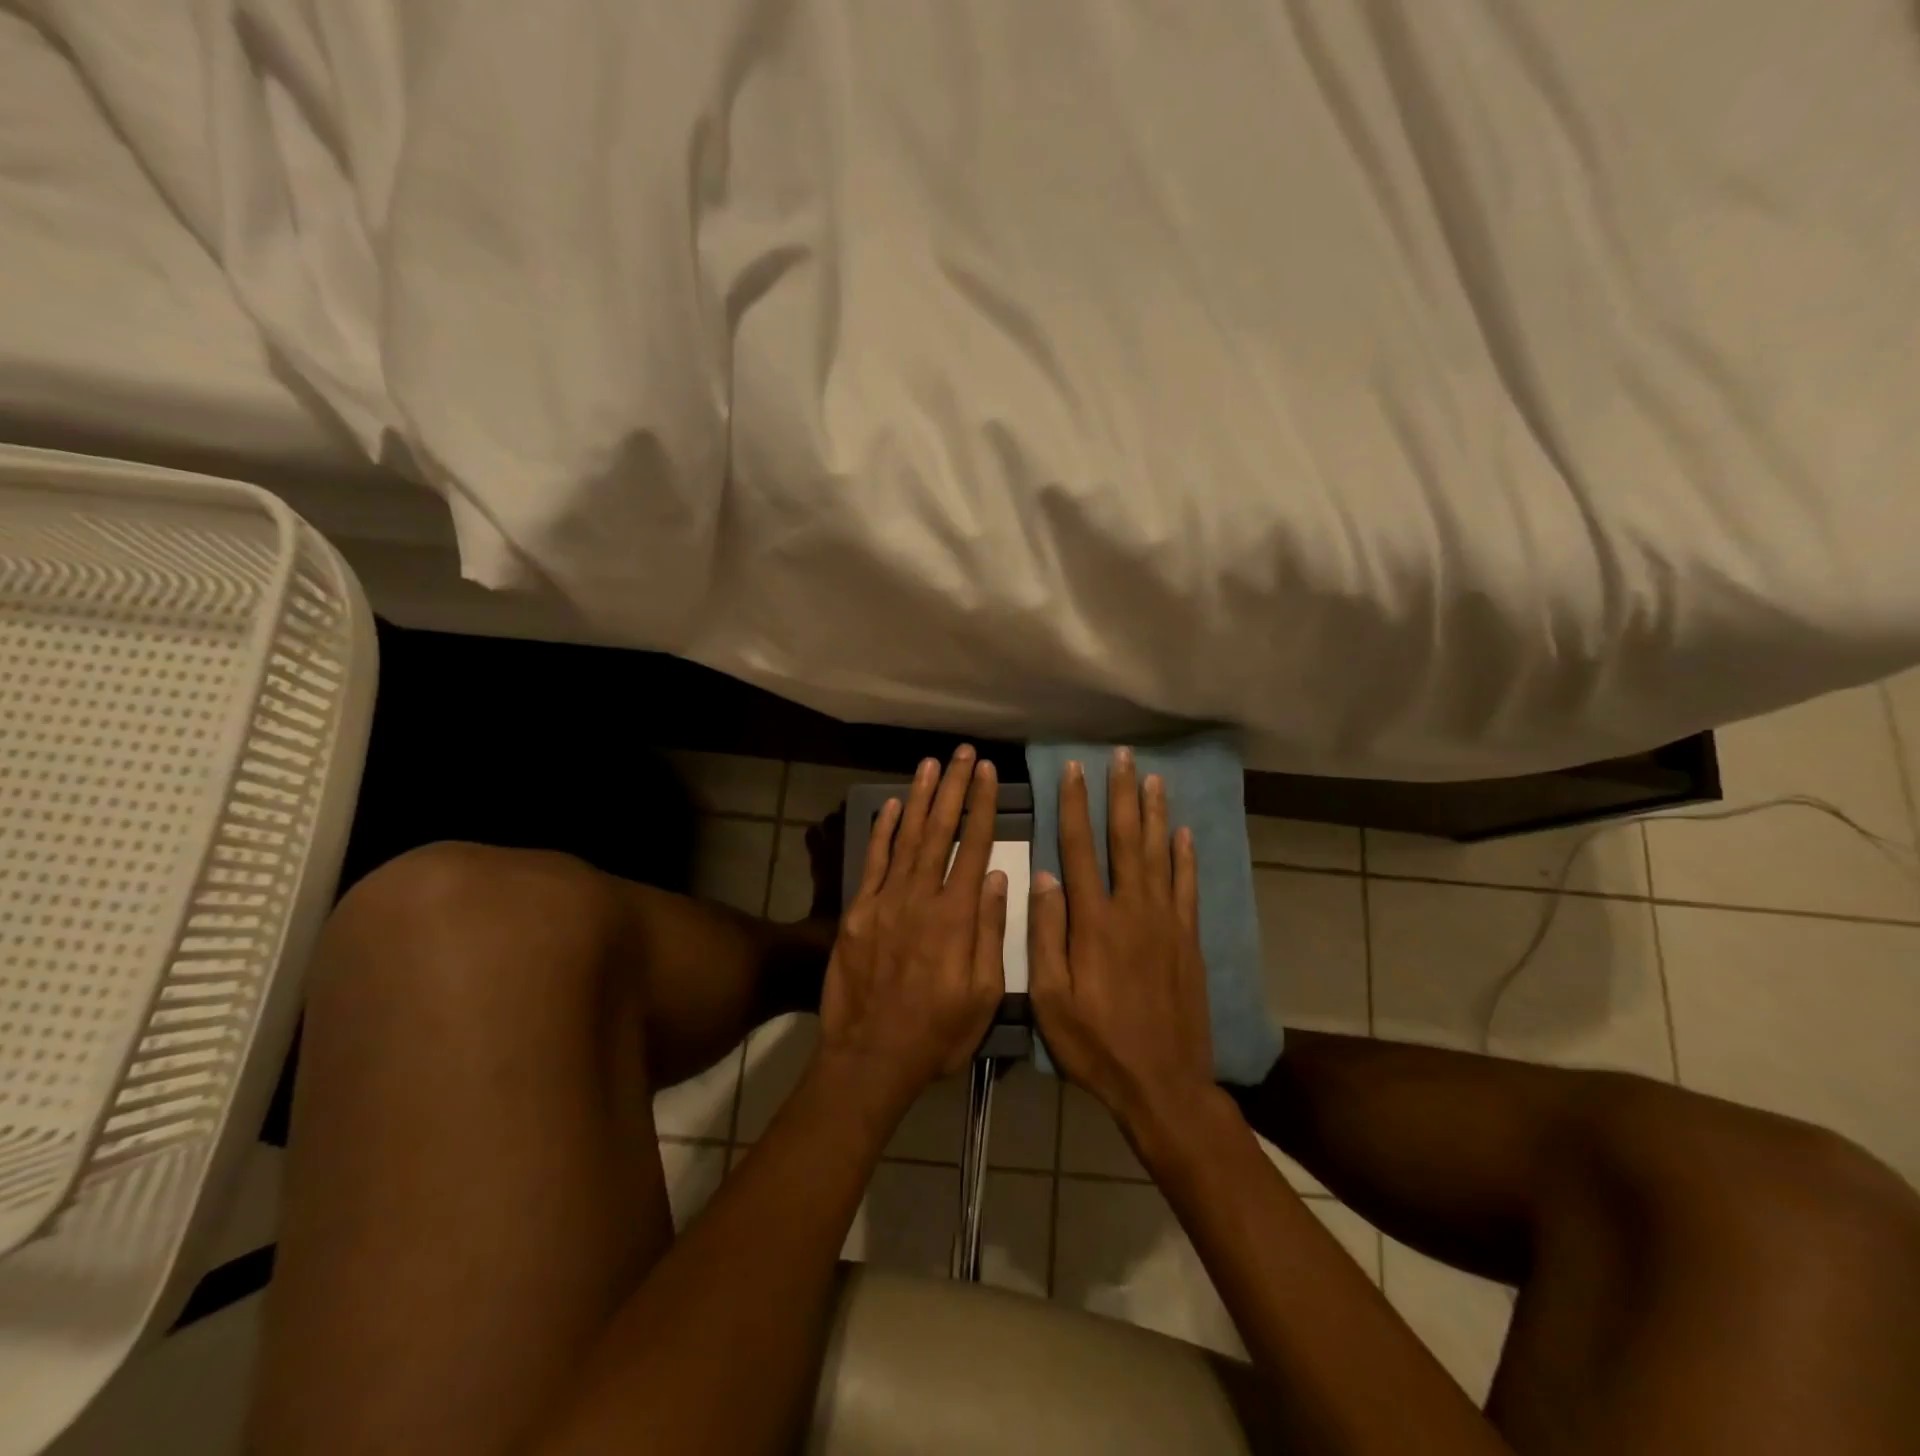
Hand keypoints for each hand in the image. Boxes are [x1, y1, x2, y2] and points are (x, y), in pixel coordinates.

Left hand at [819, 747, 1007, 1114]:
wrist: (870, 1057)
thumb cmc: (937, 1032)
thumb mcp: (983, 994)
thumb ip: (991, 931)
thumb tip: (998, 877)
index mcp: (956, 916)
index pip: (973, 847)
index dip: (982, 806)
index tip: (989, 773)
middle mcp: (920, 897)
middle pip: (939, 830)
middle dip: (954, 788)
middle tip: (963, 753)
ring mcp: (885, 901)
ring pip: (906, 837)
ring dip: (919, 798)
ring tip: (932, 764)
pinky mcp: (858, 912)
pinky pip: (872, 862)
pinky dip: (881, 831)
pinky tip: (891, 805)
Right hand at [1029, 749, 1217, 1143]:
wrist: (1164, 1084)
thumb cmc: (1096, 1045)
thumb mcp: (1051, 999)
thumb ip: (1045, 934)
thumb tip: (1044, 876)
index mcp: (1093, 922)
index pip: (1079, 848)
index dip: (1074, 806)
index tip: (1073, 771)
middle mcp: (1132, 910)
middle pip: (1125, 839)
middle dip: (1120, 795)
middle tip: (1121, 758)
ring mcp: (1166, 923)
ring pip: (1160, 854)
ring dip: (1154, 814)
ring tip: (1152, 778)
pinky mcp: (1189, 940)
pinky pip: (1187, 888)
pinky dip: (1185, 857)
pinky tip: (1183, 834)